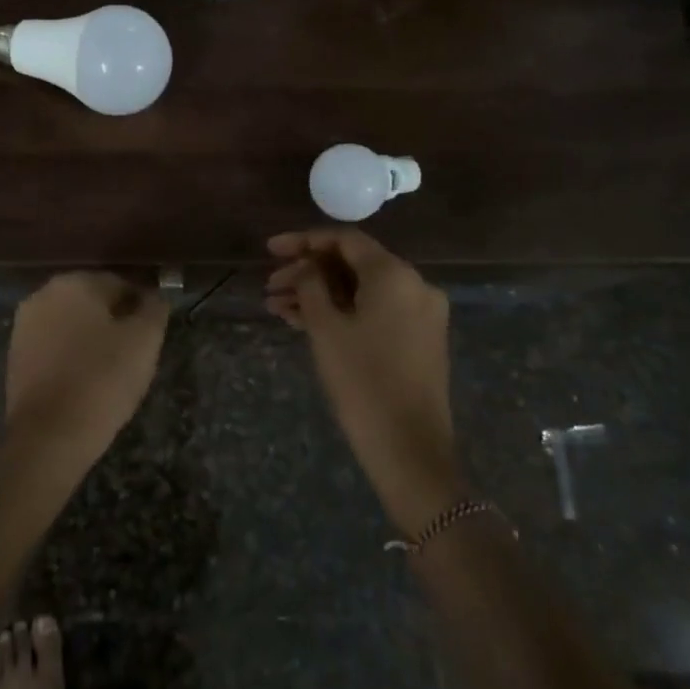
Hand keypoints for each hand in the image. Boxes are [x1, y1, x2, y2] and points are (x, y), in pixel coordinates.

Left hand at [5, 272, 169, 469]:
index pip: (121, 283)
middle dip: (114, 320)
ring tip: (111, 371)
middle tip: (135, 354)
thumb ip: (154, 308)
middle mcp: (44, 294)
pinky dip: (70, 356)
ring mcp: (24, 325)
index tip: (153, 334)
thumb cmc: (102, 380)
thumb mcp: (144, 341)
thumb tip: (155, 296)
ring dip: (91, 338)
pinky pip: (53, 346)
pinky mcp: (15, 355)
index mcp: (75, 282)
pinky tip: (85, 381)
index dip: (142, 307)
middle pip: (92, 301)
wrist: (48, 436)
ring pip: (71, 323)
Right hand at [265, 230, 460, 535]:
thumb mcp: (326, 328)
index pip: (345, 240)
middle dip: (308, 272)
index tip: (270, 249)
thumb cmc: (362, 381)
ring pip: (361, 290)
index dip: (303, 240)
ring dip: (320, 294)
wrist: (409, 449)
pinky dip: (342, 312)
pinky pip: (374, 311)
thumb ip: (312, 285)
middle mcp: (414, 285)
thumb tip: (308, 267)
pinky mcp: (418, 339)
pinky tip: (303, 322)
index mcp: (394, 274)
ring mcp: (420, 313)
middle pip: (353, 264)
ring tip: (277, 307)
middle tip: (270, 286)